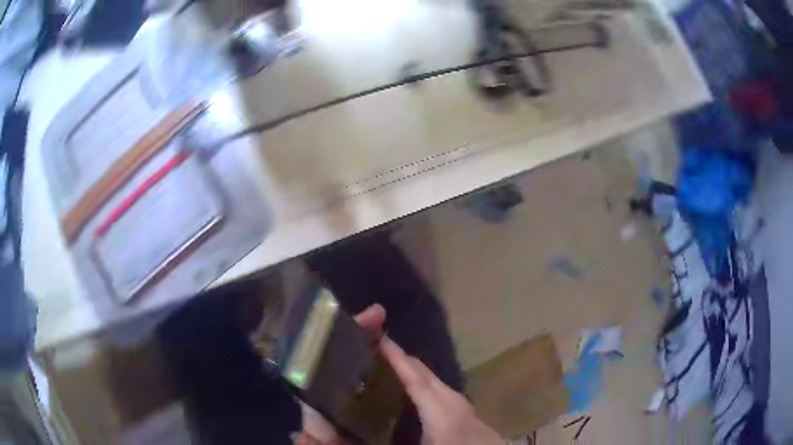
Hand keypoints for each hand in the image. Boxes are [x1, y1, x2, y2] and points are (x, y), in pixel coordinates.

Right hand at [300, 304, 502, 444]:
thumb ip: (372, 441)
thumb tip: (330, 434)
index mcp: (442, 414)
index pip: (415, 378)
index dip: (395, 356)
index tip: (375, 336)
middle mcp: (456, 404)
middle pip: (426, 375)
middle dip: (401, 359)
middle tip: (371, 350)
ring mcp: (466, 410)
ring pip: (436, 383)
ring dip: (413, 373)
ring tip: (386, 370)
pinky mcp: (469, 417)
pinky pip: (442, 394)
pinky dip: (425, 387)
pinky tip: (414, 398)